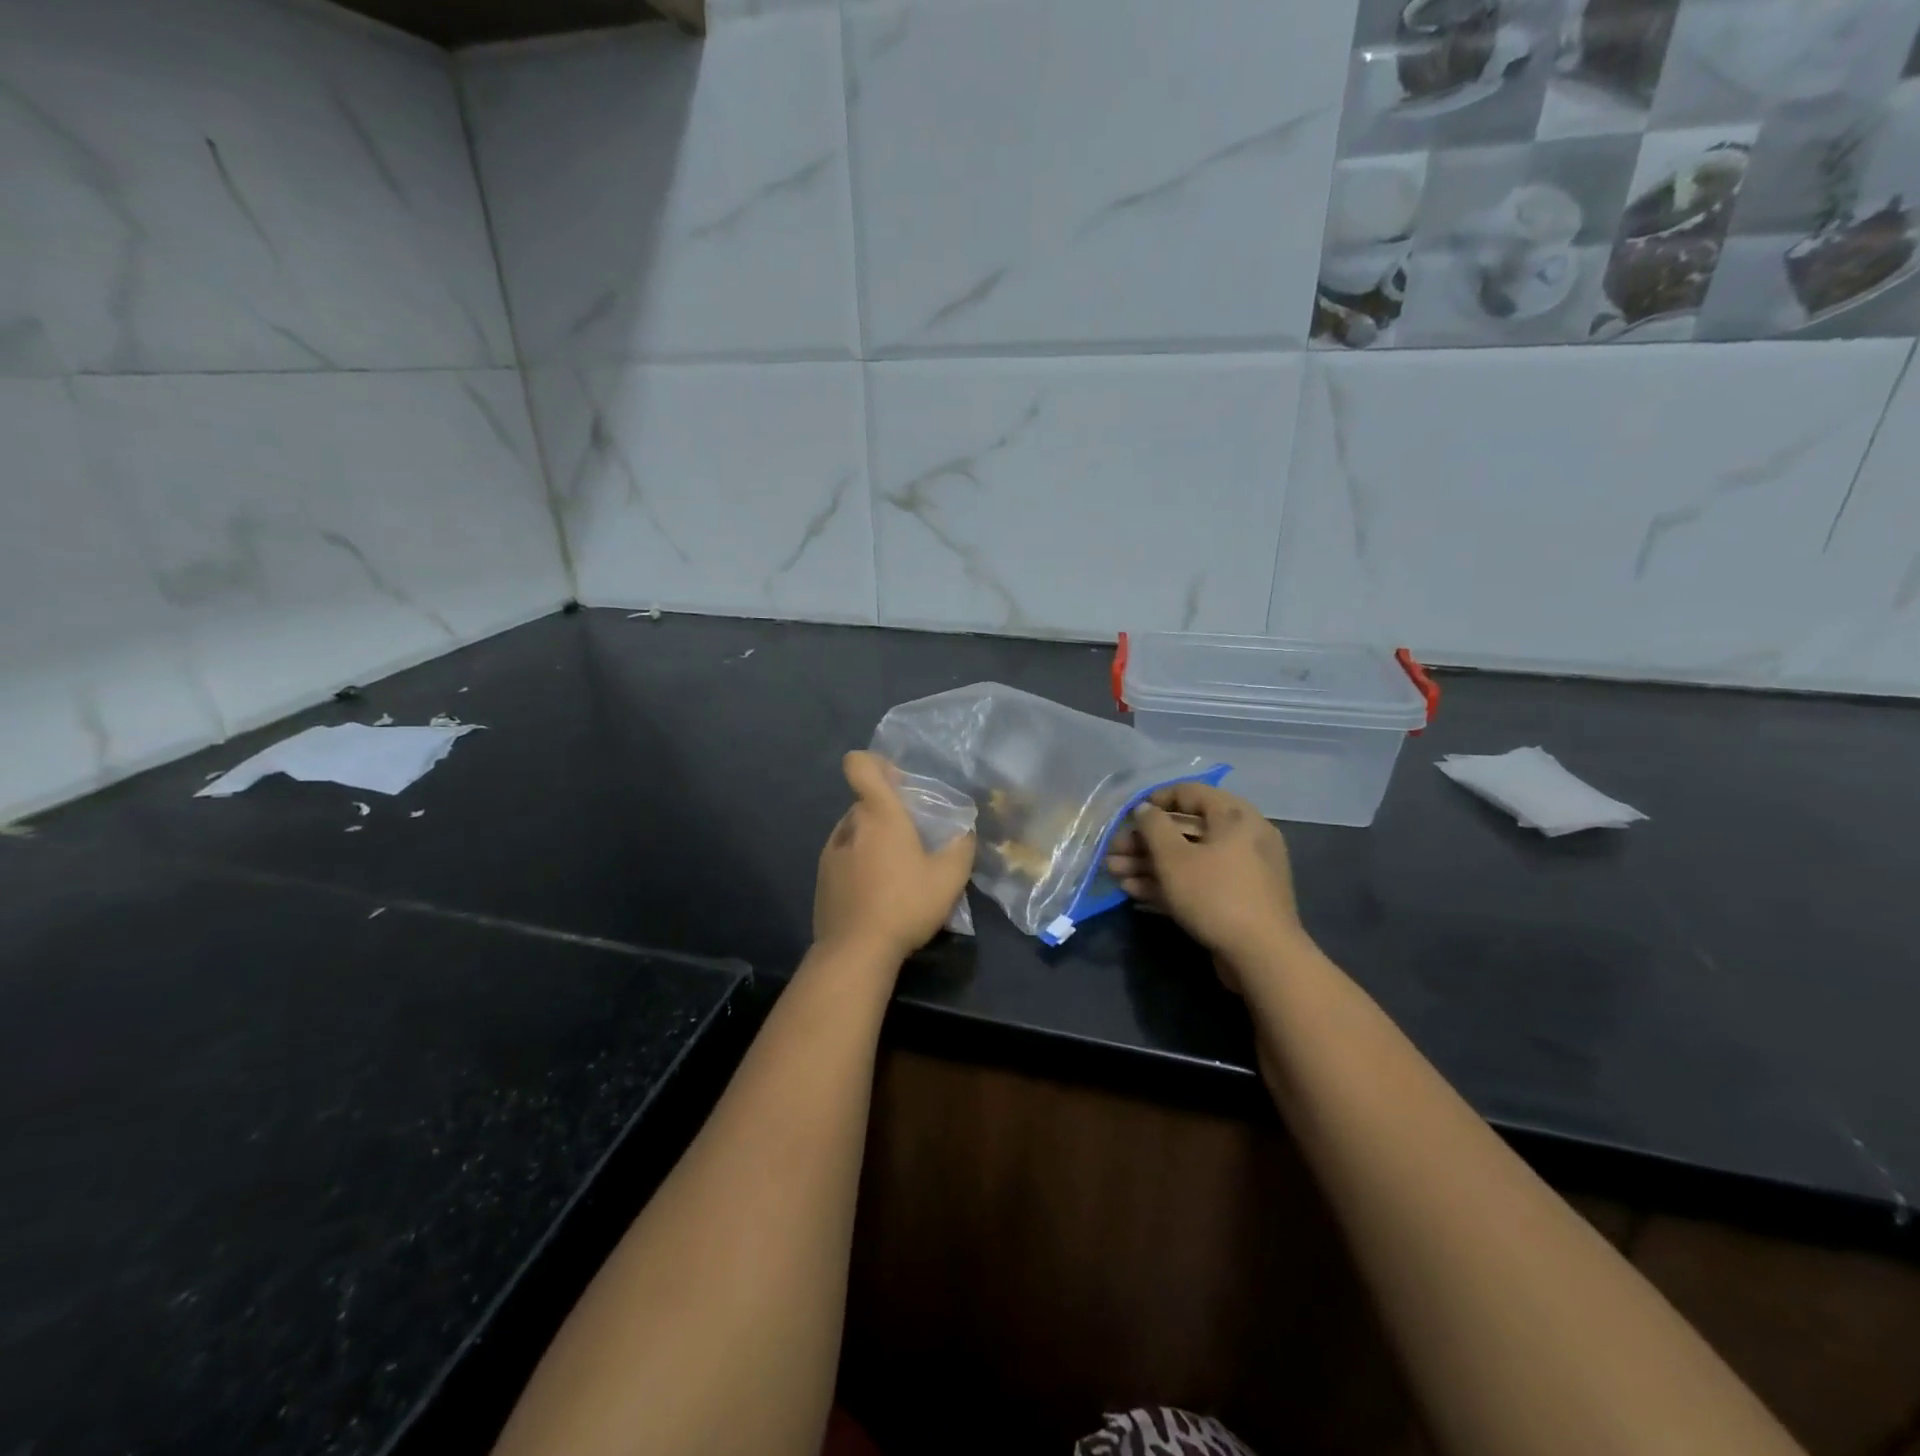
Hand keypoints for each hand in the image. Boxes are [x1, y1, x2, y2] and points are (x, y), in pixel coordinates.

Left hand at [814, 751, 975, 961]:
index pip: (860, 765)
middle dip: (888, 814)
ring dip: (873, 841)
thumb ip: (961, 848)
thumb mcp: (949, 878)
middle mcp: (850, 825)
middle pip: (866, 803)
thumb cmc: (905, 904)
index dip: (875, 764)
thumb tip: (964, 832)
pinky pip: (844, 858)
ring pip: (855, 832)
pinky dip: (859, 866)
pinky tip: (877, 895)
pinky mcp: (822, 880)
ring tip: (896, 872)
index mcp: (879, 815)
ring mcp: (830, 852)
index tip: (897, 782)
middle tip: (914, 840)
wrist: (856, 952)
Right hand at [1105, 782, 1305, 986]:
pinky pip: (1199, 881)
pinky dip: (1169, 883)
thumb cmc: (1215, 895)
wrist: (1263, 957)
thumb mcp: (1174, 858)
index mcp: (1236, 817)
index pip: (1191, 793)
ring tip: (1115, 874)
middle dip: (1144, 841)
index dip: (1156, 799)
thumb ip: (1153, 827)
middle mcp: (1243, 838)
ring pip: (1189, 858)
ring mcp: (1241, 871)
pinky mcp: (1237, 900)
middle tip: (1113, 852)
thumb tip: (1144, 809)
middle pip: (1185, 830)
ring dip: (1149, 864)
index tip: (1128, 815)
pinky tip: (1134, 892)